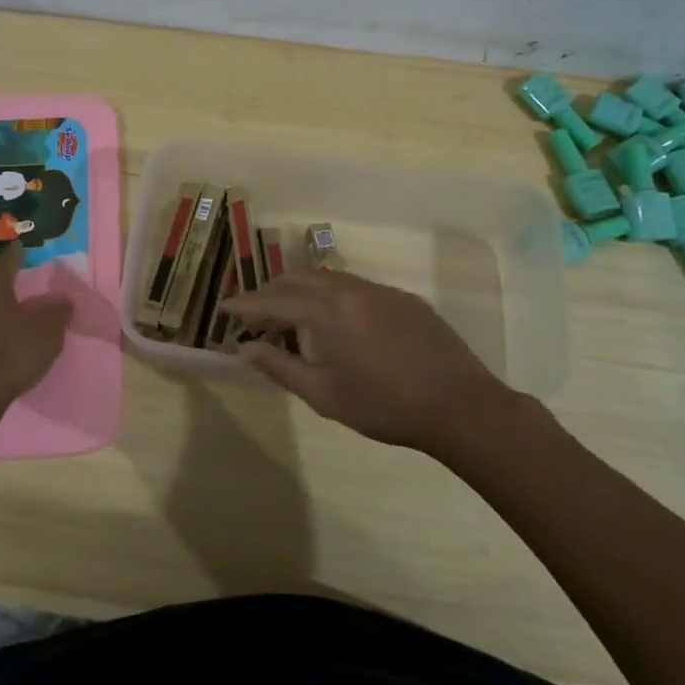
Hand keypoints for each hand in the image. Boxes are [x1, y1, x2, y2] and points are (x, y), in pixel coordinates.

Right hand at [219, 269, 519, 458]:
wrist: (461, 406)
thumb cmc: (385, 406)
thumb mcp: (325, 394)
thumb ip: (280, 367)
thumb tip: (244, 350)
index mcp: (326, 310)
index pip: (273, 300)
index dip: (244, 305)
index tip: (223, 309)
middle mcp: (349, 288)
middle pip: (297, 279)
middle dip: (270, 293)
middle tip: (254, 316)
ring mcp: (380, 290)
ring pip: (327, 278)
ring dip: (301, 292)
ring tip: (291, 319)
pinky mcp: (403, 298)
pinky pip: (355, 287)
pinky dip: (331, 296)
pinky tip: (337, 324)